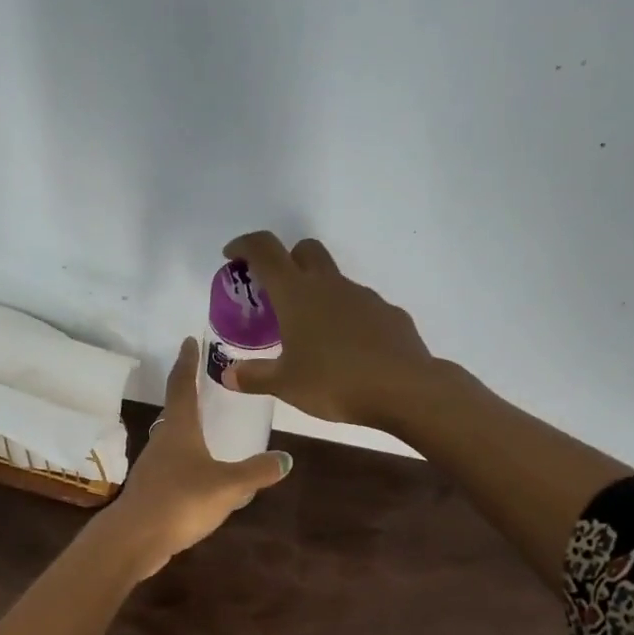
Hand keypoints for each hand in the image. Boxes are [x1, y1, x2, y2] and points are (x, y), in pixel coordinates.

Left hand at [104, 337, 292, 577]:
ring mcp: (153, 466)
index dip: (187, 361)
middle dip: (189, 394)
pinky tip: (201, 474)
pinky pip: (173, 466)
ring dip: (188, 429)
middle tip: (206, 383)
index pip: (182, 385)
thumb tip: (285, 459)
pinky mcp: (151, 490)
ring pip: (173, 439)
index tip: (190, 340)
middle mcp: (163, 441)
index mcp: (179, 429)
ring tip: (209, 427)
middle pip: (175, 410)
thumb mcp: (227, 485)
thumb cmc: (180, 500)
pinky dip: (187, 460)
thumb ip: (256, 472)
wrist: (135, 538)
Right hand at [220, 232, 435, 428]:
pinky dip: (346, 319)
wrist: (405, 389)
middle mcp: (330, 285)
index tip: (233, 256)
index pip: (265, 250)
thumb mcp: (285, 385)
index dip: (245, 245)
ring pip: (334, 281)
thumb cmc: (335, 382)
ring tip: (311, 335)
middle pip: (305, 250)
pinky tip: (346, 351)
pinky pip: (360, 307)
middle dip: (287, 261)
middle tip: (275, 294)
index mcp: (297, 294)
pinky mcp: (389, 314)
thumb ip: (254, 377)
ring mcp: (364, 296)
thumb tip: (228, 375)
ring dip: (318, 295)